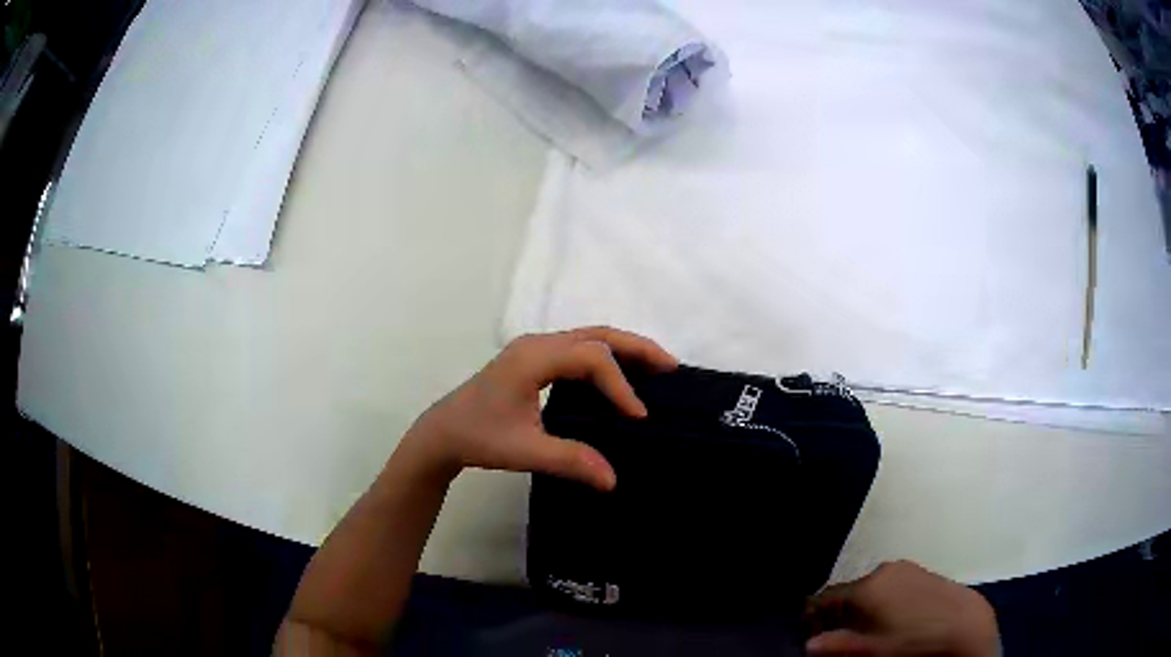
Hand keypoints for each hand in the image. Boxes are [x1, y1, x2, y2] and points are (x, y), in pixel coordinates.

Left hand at [399, 327, 677, 489]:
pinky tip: (621, 376)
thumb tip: (614, 479)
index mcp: (533, 357)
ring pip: (589, 337)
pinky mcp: (534, 360)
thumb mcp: (524, 451)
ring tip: (657, 367)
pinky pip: (579, 349)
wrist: (442, 432)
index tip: (638, 417)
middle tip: (671, 367)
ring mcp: (535, 349)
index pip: (591, 358)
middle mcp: (537, 344)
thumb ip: (570, 461)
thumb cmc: (478, 436)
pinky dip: (607, 357)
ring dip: (624, 349)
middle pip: (596, 334)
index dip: (619, 385)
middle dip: (636, 348)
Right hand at [805, 561, 999, 656]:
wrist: (965, 625)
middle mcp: (884, 570)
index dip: (814, 618)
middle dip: (840, 613)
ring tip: (868, 631)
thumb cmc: (913, 641)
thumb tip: (808, 645)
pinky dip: (884, 600)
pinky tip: (894, 619)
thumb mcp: (871, 651)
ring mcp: (906, 568)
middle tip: (841, 637)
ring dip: (863, 607)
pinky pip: (892, 584)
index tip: (814, 636)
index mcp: (868, 586)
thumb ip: (837, 646)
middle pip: (849, 592)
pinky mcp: (923, 571)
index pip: (826, 597)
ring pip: (871, 587)